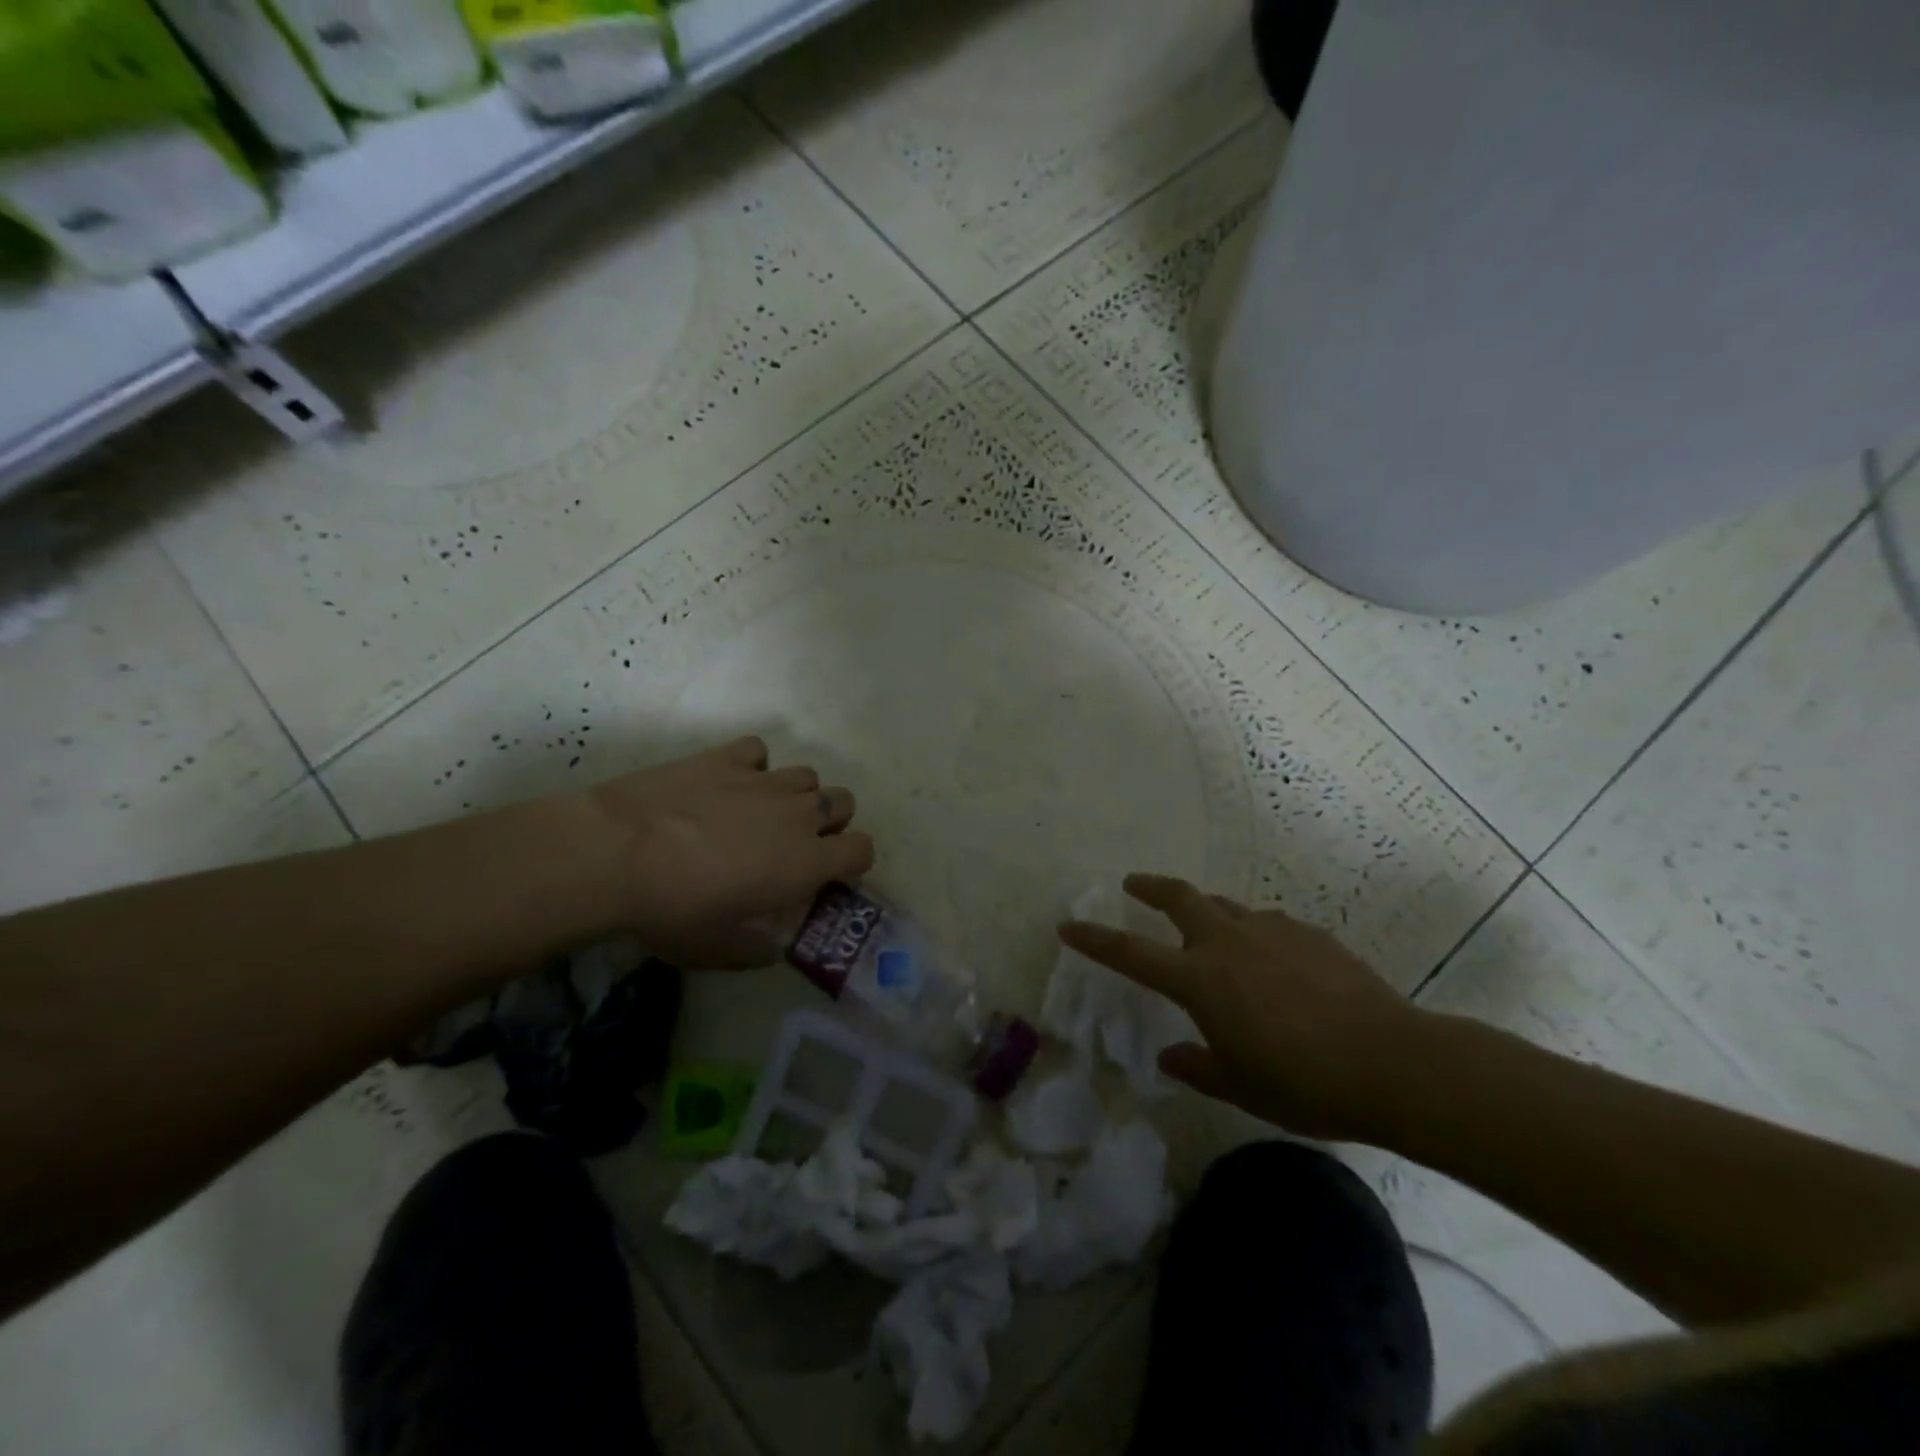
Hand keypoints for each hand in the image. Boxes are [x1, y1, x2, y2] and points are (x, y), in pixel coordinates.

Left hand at [567, 737, 873, 967]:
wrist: (616, 854)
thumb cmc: (674, 910)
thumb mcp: (716, 950)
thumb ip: (754, 951)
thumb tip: (771, 950)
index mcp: (806, 863)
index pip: (863, 849)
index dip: (853, 860)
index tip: (829, 873)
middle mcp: (797, 815)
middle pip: (844, 801)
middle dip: (831, 821)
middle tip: (797, 842)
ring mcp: (764, 780)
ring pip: (807, 775)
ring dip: (796, 794)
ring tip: (762, 812)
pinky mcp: (727, 758)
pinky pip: (759, 751)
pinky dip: (753, 766)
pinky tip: (728, 784)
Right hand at [1058, 874, 1433, 1141]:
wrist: (1394, 1063)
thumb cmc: (1305, 1083)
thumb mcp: (1242, 1086)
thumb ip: (1198, 1066)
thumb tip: (1171, 1055)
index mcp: (1200, 980)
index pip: (1131, 953)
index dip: (1095, 939)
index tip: (1068, 925)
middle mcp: (1227, 943)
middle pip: (1178, 897)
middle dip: (1149, 887)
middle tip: (1133, 884)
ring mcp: (1271, 931)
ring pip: (1224, 906)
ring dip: (1205, 911)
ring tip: (1206, 930)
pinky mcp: (1308, 933)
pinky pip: (1267, 924)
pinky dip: (1253, 933)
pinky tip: (1270, 960)